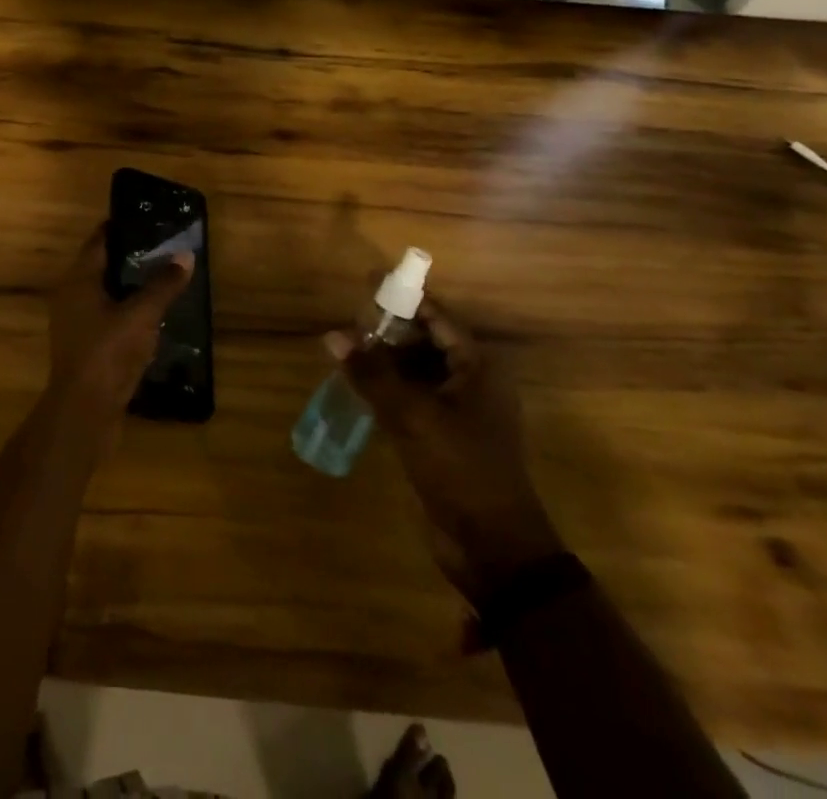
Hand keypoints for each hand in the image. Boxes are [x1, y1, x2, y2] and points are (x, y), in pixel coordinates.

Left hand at [44, 227, 193, 443]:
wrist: (84, 412)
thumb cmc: (108, 352)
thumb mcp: (141, 315)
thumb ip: (163, 285)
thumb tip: (185, 255)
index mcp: (78, 279)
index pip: (99, 241)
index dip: (121, 228)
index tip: (149, 219)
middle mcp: (71, 296)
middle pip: (102, 266)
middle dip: (131, 257)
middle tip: (164, 247)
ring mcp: (76, 324)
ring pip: (106, 294)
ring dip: (131, 287)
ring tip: (164, 279)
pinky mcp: (86, 347)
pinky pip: (108, 318)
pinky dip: (128, 312)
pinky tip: (153, 317)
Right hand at [330, 303, 563, 605]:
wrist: (493, 547)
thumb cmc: (461, 468)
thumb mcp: (411, 415)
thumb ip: (371, 373)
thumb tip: (332, 336)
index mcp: (477, 367)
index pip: (437, 316)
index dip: (403, 297)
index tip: (368, 280)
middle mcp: (471, 381)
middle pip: (426, 340)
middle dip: (389, 329)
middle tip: (349, 318)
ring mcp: (459, 411)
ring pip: (417, 370)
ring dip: (385, 359)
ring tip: (346, 347)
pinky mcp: (444, 436)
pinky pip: (413, 397)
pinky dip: (388, 387)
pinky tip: (359, 384)